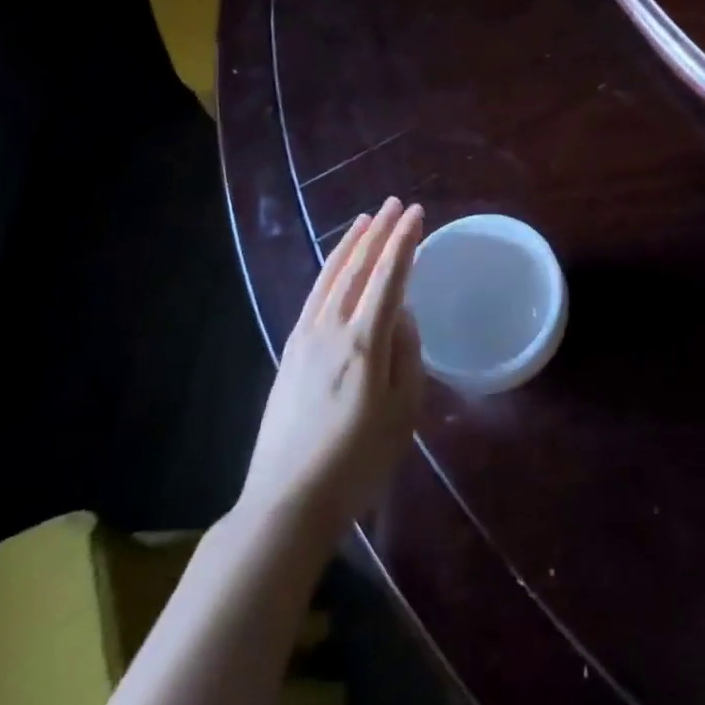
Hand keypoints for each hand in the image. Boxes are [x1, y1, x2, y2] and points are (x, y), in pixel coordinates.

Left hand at [237, 199, 426, 542]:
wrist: (287, 500)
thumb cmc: (358, 461)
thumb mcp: (403, 412)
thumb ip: (407, 354)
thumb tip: (402, 314)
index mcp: (365, 341)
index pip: (389, 276)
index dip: (404, 242)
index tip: (416, 214)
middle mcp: (332, 328)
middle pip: (357, 268)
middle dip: (378, 232)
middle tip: (394, 204)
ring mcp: (305, 338)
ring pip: (330, 277)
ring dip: (350, 244)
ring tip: (365, 220)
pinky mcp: (289, 352)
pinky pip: (313, 296)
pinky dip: (328, 271)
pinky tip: (335, 266)